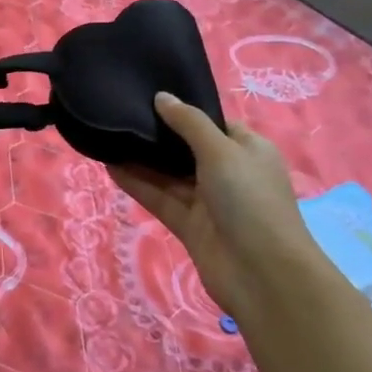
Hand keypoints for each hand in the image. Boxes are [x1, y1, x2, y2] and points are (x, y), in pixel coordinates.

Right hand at [110, 93, 308, 315]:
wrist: (262, 274)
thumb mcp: (221, 150)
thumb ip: (188, 123)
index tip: (150, 97)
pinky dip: (138, 184)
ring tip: (108, 136)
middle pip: (187, 149)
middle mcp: (229, 173)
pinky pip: (160, 198)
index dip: (185, 111)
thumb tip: (161, 97)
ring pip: (170, 175)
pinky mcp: (189, 226)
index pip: (213, 123)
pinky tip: (110, 167)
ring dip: (142, 160)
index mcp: (248, 150)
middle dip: (158, 135)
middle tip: (121, 112)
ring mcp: (208, 202)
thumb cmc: (249, 199)